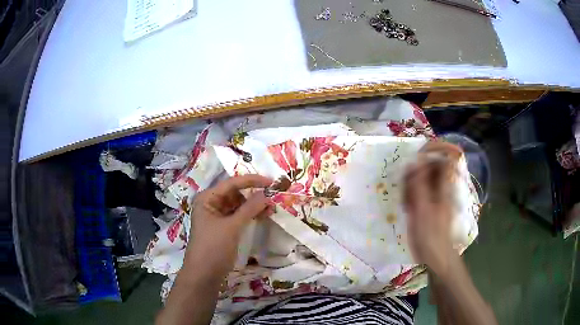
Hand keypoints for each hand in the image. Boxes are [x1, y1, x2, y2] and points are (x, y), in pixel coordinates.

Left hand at [184, 174, 273, 276]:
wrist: (204, 275)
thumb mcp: (232, 227)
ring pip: (238, 205)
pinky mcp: (222, 228)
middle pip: (234, 193)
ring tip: (270, 209)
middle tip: (272, 198)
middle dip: (253, 195)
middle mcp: (210, 204)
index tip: (271, 182)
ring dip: (253, 206)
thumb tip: (267, 194)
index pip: (231, 183)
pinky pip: (238, 216)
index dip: (251, 181)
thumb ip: (249, 209)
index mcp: (207, 198)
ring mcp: (216, 216)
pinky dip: (249, 215)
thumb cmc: (213, 248)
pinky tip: (262, 216)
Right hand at [404, 142, 461, 276]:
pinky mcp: (432, 204)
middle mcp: (444, 187)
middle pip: (433, 166)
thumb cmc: (430, 237)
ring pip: (425, 178)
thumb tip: (415, 161)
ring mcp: (438, 195)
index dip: (437, 148)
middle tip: (406, 185)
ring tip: (406, 201)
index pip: (449, 156)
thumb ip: (419, 185)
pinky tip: (407, 207)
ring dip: (412, 184)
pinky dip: (413, 195)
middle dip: (417, 170)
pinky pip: (422, 191)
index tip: (419, 151)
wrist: (437, 258)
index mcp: (445, 186)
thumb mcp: (422, 211)